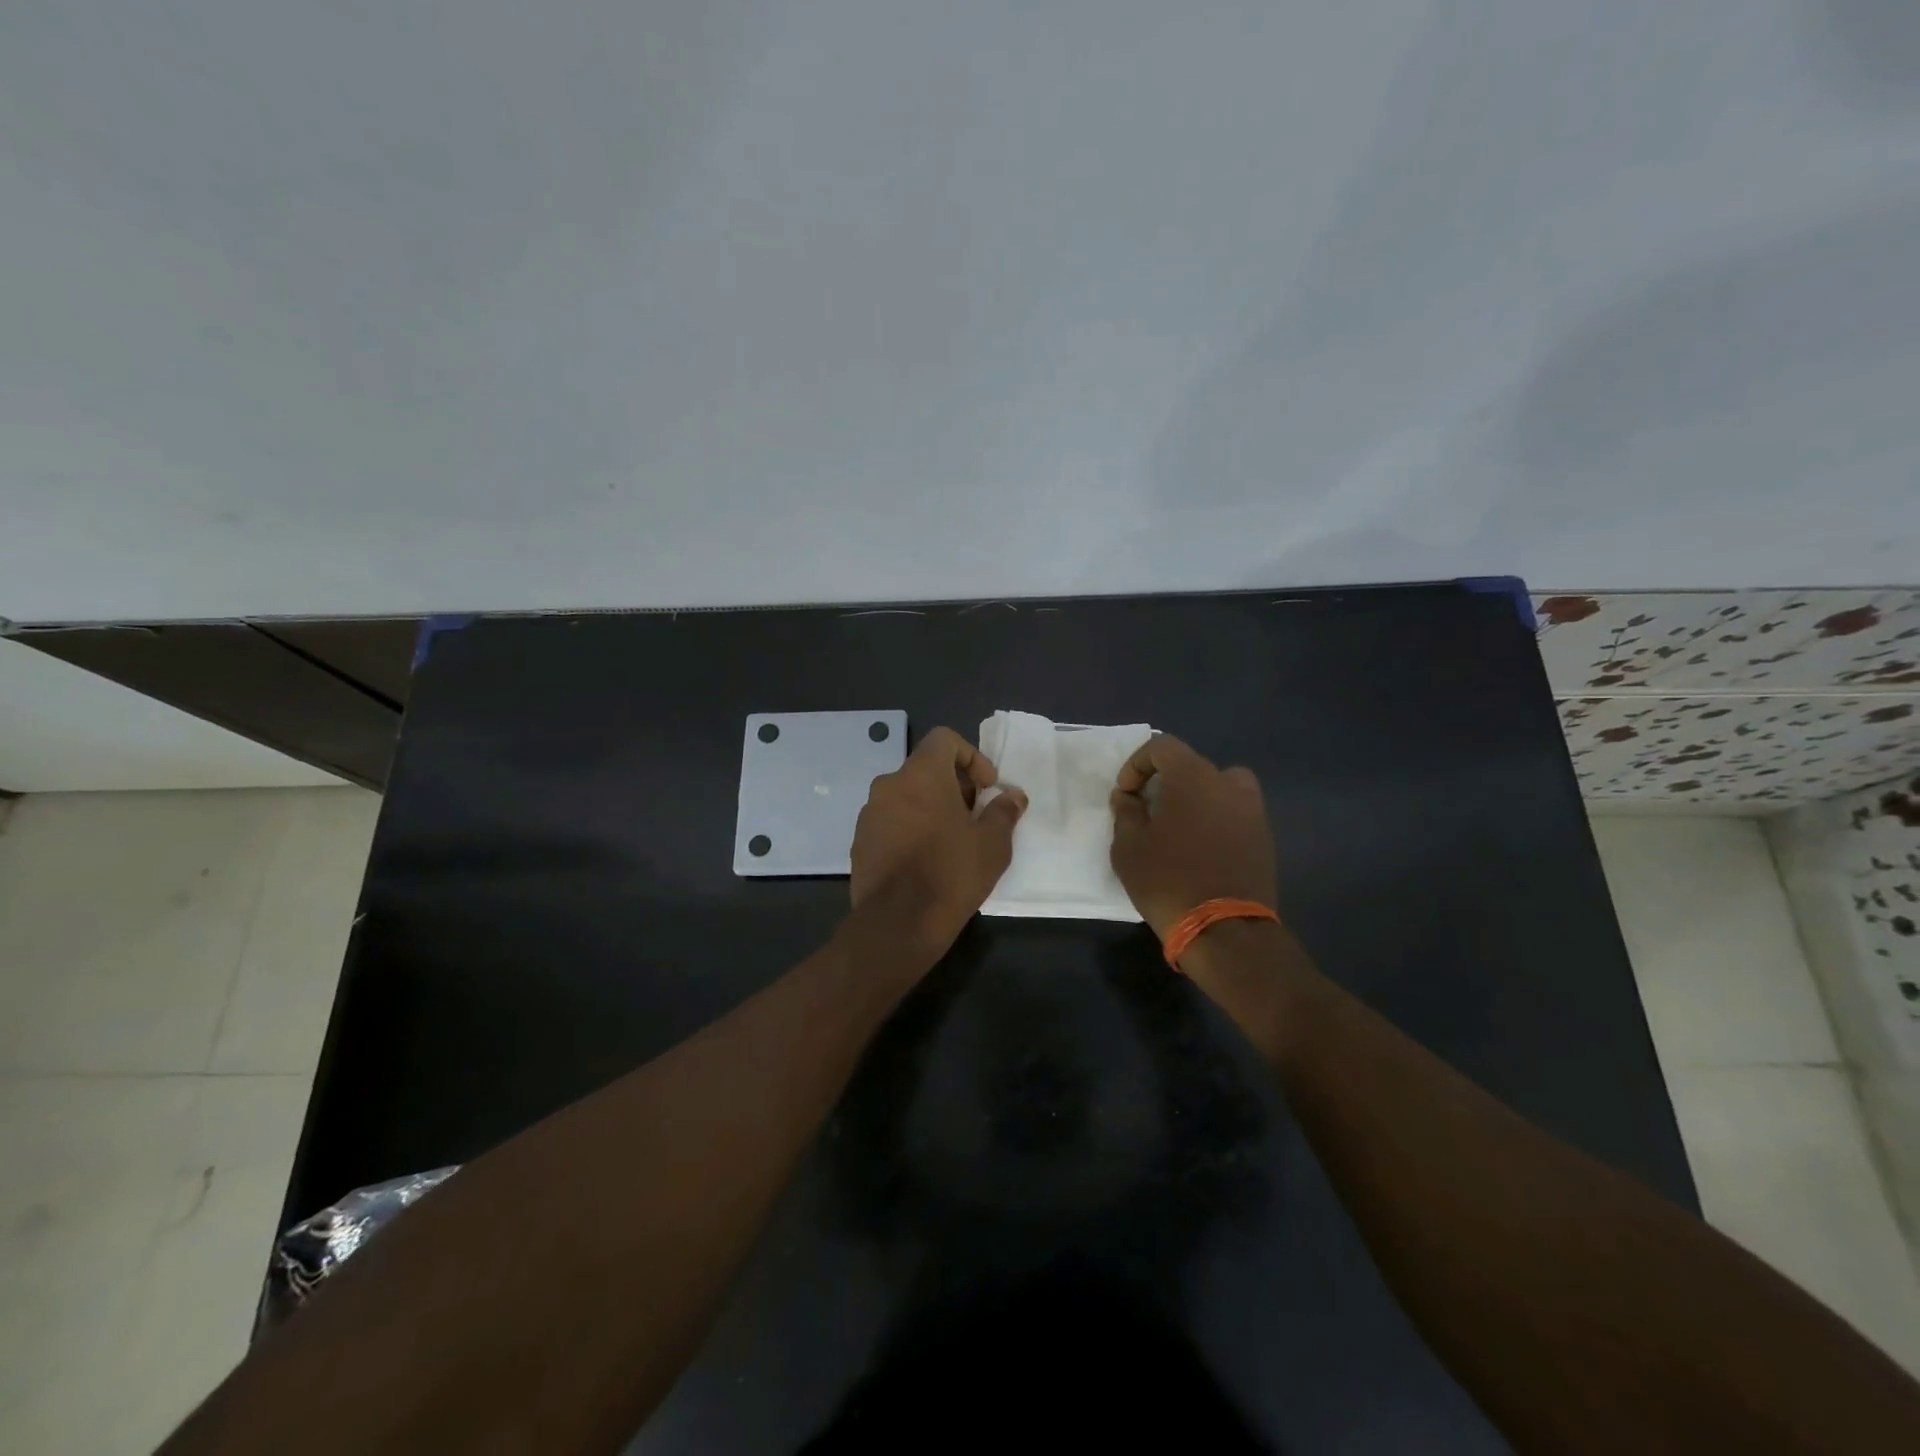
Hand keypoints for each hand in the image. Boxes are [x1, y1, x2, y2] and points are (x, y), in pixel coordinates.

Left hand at [850, 726, 1027, 962]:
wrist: (898, 922)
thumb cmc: (951, 873)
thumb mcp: (992, 843)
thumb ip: (1004, 812)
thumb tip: (1013, 796)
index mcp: (921, 774)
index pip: (944, 739)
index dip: (971, 756)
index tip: (986, 787)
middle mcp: (889, 784)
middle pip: (924, 769)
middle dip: (953, 786)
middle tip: (973, 816)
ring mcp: (869, 813)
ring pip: (906, 796)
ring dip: (930, 807)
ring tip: (950, 840)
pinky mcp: (859, 841)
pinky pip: (890, 821)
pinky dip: (909, 828)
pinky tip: (925, 860)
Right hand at [1109, 735, 1277, 938]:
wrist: (1224, 931)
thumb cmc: (1168, 881)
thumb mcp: (1128, 848)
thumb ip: (1126, 813)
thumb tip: (1128, 797)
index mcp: (1194, 778)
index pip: (1163, 746)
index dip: (1138, 763)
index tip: (1126, 793)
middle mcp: (1228, 785)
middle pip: (1194, 764)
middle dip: (1167, 780)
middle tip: (1149, 809)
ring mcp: (1252, 811)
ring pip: (1222, 786)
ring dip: (1199, 796)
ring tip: (1181, 824)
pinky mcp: (1264, 838)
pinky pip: (1236, 813)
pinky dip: (1218, 818)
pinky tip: (1202, 847)